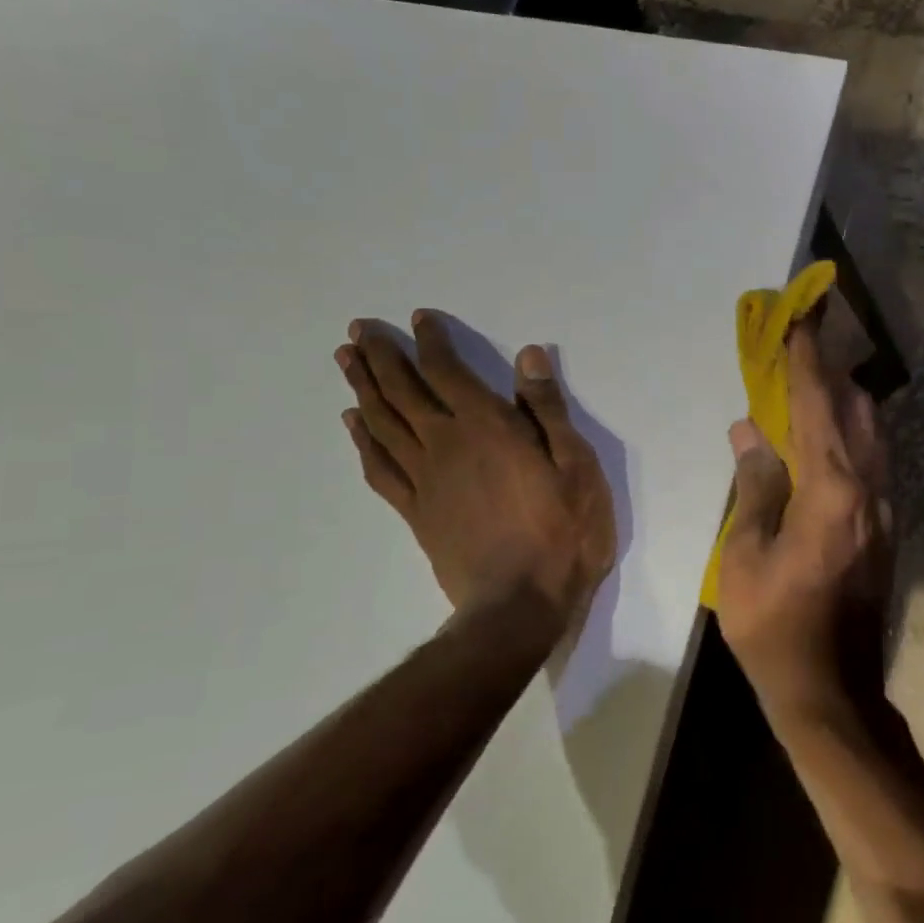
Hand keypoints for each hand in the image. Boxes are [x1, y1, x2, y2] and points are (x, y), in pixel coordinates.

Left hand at [334, 313, 614, 635]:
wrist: (522, 604)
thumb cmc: (564, 531)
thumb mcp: (577, 466)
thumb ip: (549, 410)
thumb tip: (528, 356)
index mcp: (487, 428)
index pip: (449, 372)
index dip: (432, 342)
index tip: (418, 318)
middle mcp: (446, 445)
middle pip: (403, 392)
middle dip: (381, 357)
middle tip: (359, 329)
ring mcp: (425, 480)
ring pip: (383, 424)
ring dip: (363, 389)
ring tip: (346, 361)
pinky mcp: (416, 513)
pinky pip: (380, 468)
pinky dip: (362, 442)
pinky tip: (353, 425)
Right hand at [716, 314, 894, 724]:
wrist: (832, 690)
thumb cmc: (775, 627)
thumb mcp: (746, 557)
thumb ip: (754, 488)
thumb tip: (750, 433)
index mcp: (831, 491)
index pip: (817, 406)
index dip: (806, 358)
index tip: (801, 316)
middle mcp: (868, 489)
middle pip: (856, 410)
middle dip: (829, 371)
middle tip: (800, 347)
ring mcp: (885, 509)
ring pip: (872, 434)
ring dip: (844, 401)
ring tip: (811, 384)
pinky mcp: (887, 529)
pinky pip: (873, 461)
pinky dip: (851, 435)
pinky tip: (827, 439)